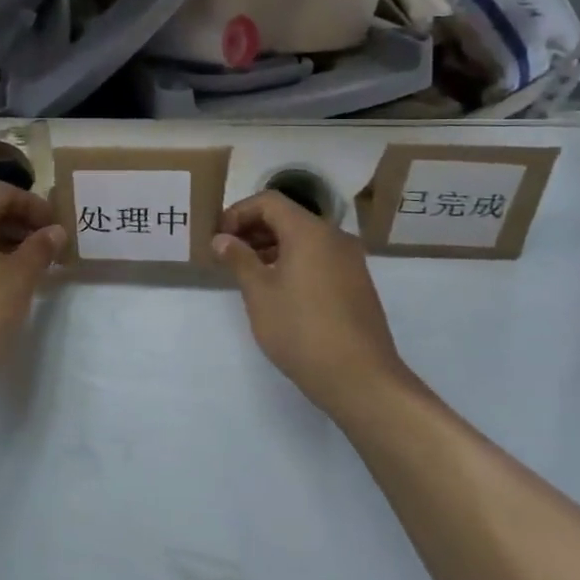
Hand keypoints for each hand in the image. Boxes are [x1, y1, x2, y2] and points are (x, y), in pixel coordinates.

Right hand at [213, 191, 410, 418]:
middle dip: (254, 229)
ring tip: (248, 272)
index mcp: (310, 231)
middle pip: (289, 217)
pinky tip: (278, 289)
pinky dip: (294, 261)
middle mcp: (334, 237)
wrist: (360, 378)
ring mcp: (350, 261)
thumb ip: (239, 259)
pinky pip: (320, 257)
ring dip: (273, 246)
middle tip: (228, 253)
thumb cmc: (301, 330)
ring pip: (305, 239)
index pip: (269, 201)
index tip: (219, 236)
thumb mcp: (260, 293)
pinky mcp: (357, 283)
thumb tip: (221, 239)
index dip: (239, 212)